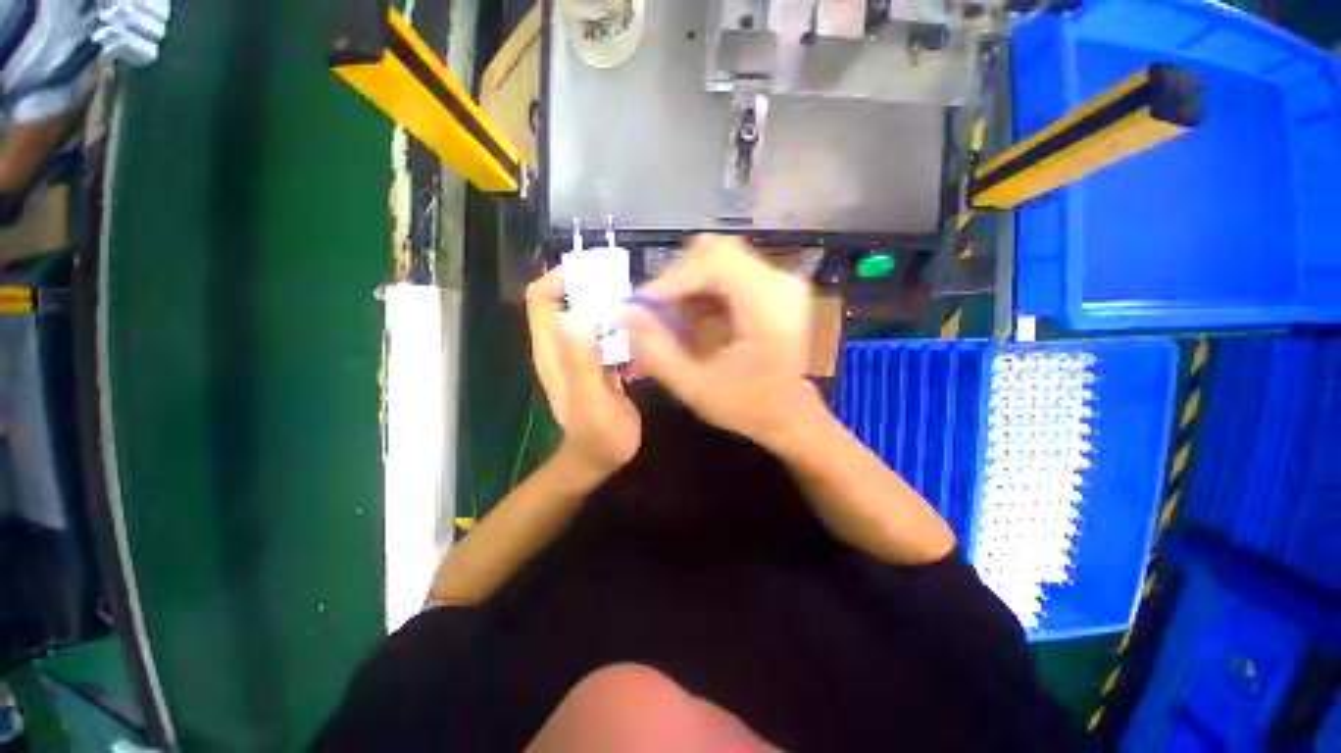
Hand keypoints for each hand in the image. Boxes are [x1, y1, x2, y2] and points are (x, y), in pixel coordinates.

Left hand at [527, 268, 640, 481]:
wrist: (599, 458)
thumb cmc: (597, 436)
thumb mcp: (592, 401)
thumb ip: (581, 362)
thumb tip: (574, 314)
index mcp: (553, 350)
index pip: (541, 298)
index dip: (561, 277)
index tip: (596, 273)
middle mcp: (561, 346)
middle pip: (565, 300)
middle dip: (592, 288)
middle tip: (626, 289)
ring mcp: (578, 354)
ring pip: (587, 315)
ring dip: (610, 307)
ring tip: (640, 310)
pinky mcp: (595, 362)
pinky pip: (604, 333)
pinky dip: (620, 327)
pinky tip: (641, 339)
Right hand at [623, 235, 817, 447]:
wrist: (789, 414)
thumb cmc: (747, 407)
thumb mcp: (694, 388)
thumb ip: (656, 351)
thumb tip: (623, 312)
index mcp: (769, 306)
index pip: (714, 262)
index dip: (672, 278)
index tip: (642, 304)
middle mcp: (781, 282)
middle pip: (715, 253)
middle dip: (677, 280)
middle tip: (657, 313)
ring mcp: (780, 280)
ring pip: (718, 258)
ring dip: (688, 285)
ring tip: (675, 320)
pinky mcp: (773, 285)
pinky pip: (728, 271)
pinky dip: (702, 290)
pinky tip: (694, 318)